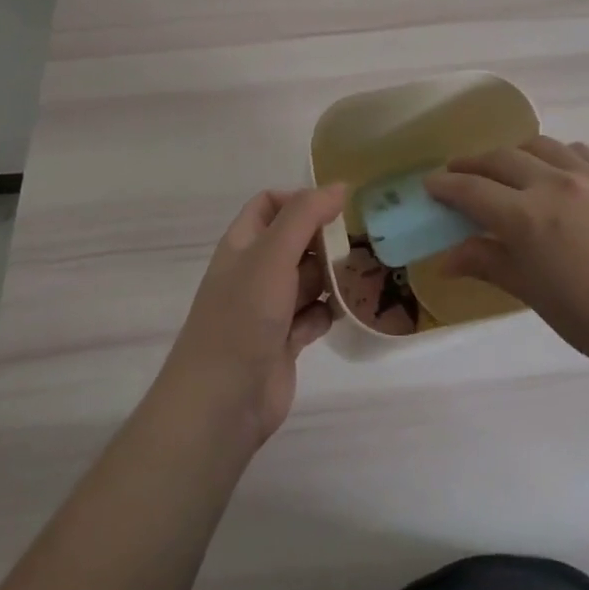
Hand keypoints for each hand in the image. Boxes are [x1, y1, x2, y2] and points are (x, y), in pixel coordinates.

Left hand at [157, 185, 343, 447]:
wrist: (222, 403)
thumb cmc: (243, 317)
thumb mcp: (272, 254)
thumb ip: (305, 215)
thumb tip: (340, 186)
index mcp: (243, 245)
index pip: (270, 204)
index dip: (300, 199)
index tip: (335, 208)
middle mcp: (255, 272)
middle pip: (296, 241)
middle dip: (325, 239)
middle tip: (362, 239)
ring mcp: (270, 308)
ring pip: (309, 279)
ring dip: (333, 276)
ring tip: (366, 271)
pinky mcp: (286, 341)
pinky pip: (314, 315)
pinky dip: (329, 312)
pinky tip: (346, 312)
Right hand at [426, 137, 588, 365]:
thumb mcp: (533, 292)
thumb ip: (489, 264)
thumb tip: (447, 259)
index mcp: (526, 217)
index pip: (472, 190)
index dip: (446, 185)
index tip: (430, 184)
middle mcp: (552, 183)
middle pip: (499, 159)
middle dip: (471, 163)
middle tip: (456, 173)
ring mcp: (586, 176)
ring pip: (537, 145)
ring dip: (511, 153)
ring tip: (503, 168)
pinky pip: (574, 150)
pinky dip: (553, 153)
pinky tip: (553, 170)